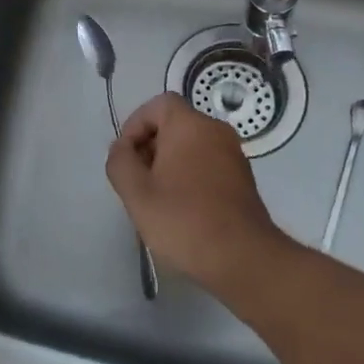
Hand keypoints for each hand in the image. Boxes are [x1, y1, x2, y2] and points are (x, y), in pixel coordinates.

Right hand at [105, 92, 292, 296]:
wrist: (243, 258)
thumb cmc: (185, 220)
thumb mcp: (137, 194)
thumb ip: (120, 162)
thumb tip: (122, 148)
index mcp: (190, 125)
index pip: (158, 104)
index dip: (135, 125)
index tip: (126, 158)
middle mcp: (215, 130)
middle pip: (174, 124)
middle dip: (150, 146)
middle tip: (138, 181)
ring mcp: (233, 153)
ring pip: (191, 144)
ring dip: (169, 163)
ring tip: (156, 199)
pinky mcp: (243, 177)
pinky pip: (208, 162)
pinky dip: (190, 174)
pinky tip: (182, 209)